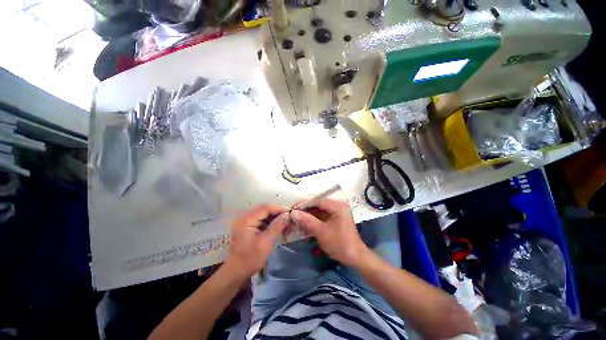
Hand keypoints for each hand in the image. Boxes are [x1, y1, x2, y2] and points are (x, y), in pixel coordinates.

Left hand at [227, 205, 288, 277]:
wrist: (236, 272)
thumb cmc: (251, 258)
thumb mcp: (266, 242)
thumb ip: (277, 226)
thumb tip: (287, 215)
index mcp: (247, 220)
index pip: (265, 208)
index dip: (278, 208)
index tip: (290, 212)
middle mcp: (245, 217)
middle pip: (264, 210)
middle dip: (277, 213)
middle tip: (289, 218)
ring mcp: (245, 222)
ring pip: (264, 214)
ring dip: (274, 218)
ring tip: (285, 223)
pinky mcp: (247, 227)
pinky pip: (261, 220)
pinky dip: (270, 222)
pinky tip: (278, 227)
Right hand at [291, 199, 369, 265]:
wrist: (355, 258)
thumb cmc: (340, 243)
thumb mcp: (322, 232)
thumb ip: (307, 220)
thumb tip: (293, 212)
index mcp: (337, 206)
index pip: (317, 201)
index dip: (304, 204)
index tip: (292, 209)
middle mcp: (337, 206)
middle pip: (317, 205)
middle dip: (305, 211)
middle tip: (292, 215)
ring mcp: (336, 212)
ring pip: (318, 211)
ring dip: (308, 216)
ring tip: (296, 221)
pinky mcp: (335, 218)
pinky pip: (321, 216)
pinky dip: (313, 221)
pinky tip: (304, 225)